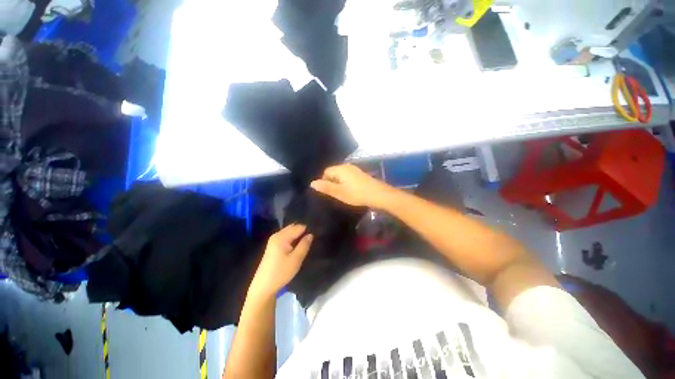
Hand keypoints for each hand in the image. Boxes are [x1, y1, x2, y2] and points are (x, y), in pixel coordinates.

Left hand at [248, 224, 312, 299]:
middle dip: (302, 232)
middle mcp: (277, 235)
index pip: (299, 227)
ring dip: (298, 236)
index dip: (307, 230)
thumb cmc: (281, 272)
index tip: (315, 237)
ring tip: (306, 244)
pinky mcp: (273, 246)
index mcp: (282, 237)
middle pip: (293, 227)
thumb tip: (310, 234)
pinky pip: (286, 237)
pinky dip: (292, 240)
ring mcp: (274, 240)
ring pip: (290, 232)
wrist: (263, 287)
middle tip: (311, 241)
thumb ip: (304, 245)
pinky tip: (297, 247)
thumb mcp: (296, 259)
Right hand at [310, 164, 393, 207]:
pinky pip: (348, 176)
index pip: (326, 172)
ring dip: (339, 183)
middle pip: (333, 172)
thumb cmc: (357, 194)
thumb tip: (312, 183)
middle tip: (333, 194)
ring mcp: (355, 169)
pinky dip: (345, 182)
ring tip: (340, 193)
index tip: (326, 192)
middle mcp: (347, 166)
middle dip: (331, 182)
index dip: (323, 181)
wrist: (378, 194)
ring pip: (341, 174)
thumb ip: (326, 187)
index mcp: (340, 169)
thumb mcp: (339, 192)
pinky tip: (349, 190)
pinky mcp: (360, 174)